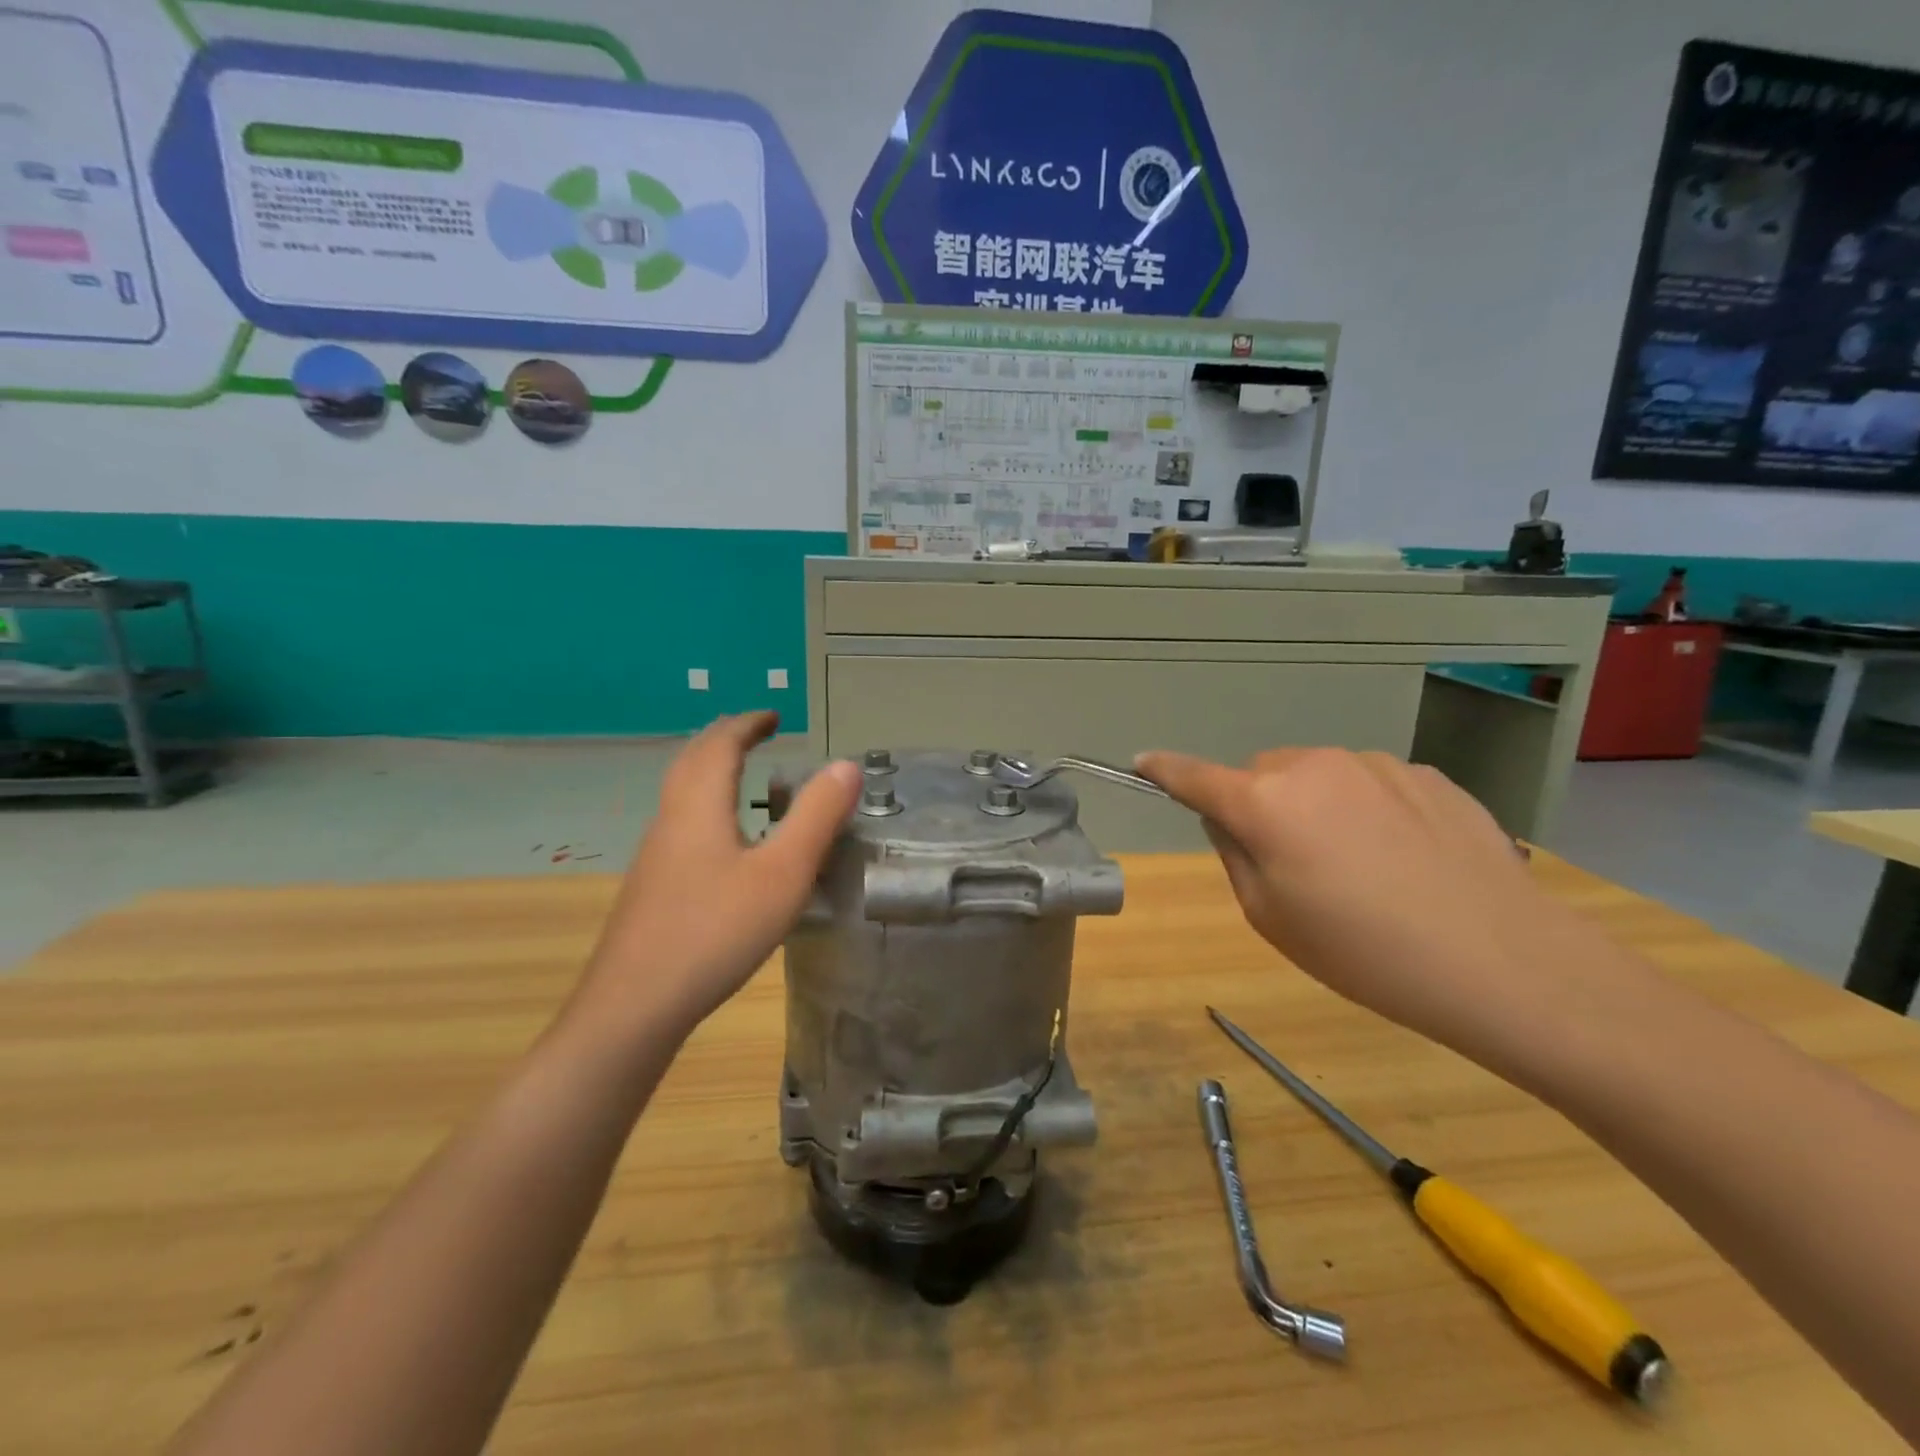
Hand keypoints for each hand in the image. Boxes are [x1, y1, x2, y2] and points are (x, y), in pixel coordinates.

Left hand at [578, 712, 859, 1039]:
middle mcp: (671, 820)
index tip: (774, 716)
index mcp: (700, 806)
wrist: (634, 1006)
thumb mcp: (783, 874)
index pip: (721, 745)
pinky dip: (704, 806)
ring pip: (680, 794)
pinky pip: (680, 824)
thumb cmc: (715, 931)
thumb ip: (816, 817)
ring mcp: (655, 856)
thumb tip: (846, 765)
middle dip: (724, 739)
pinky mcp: (652, 887)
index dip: (748, 724)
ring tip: (739, 775)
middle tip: (755, 733)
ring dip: (709, 770)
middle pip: (691, 761)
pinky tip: (722, 842)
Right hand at [1136, 748, 1623, 1064]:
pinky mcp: (1426, 775)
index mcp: (1265, 803)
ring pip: (1318, 775)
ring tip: (1361, 868)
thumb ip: (1234, 854)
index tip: (1141, 760)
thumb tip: (1228, 817)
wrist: (1504, 962)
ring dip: (1316, 806)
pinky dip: (1367, 810)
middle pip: (1262, 775)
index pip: (1194, 776)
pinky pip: (1370, 784)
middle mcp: (1313, 766)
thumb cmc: (1364, 952)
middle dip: (1260, 805)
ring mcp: (1375, 765)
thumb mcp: (1271, 917)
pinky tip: (1406, 859)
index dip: (1163, 769)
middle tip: (1292, 864)